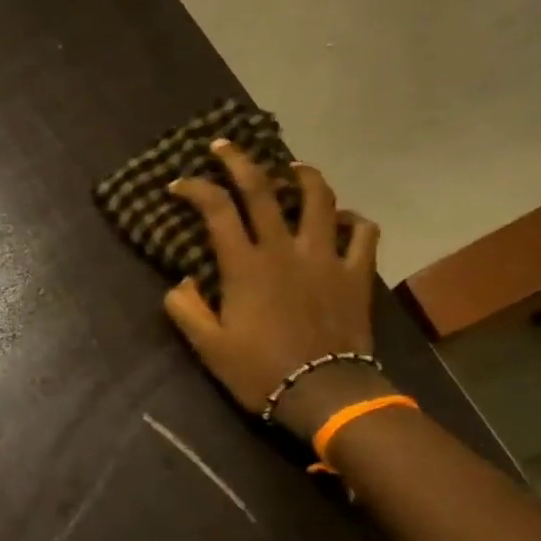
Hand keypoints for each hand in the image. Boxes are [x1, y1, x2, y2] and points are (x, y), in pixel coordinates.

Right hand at [163, 146, 389, 438]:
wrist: (323, 393)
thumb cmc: (259, 371)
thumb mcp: (208, 346)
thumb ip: (186, 309)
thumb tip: (180, 282)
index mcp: (245, 266)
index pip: (216, 210)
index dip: (195, 190)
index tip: (179, 184)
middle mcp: (284, 249)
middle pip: (262, 189)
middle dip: (239, 161)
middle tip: (224, 146)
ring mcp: (325, 256)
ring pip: (319, 198)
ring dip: (302, 175)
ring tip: (291, 168)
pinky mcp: (356, 272)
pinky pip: (362, 232)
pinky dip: (352, 218)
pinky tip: (341, 219)